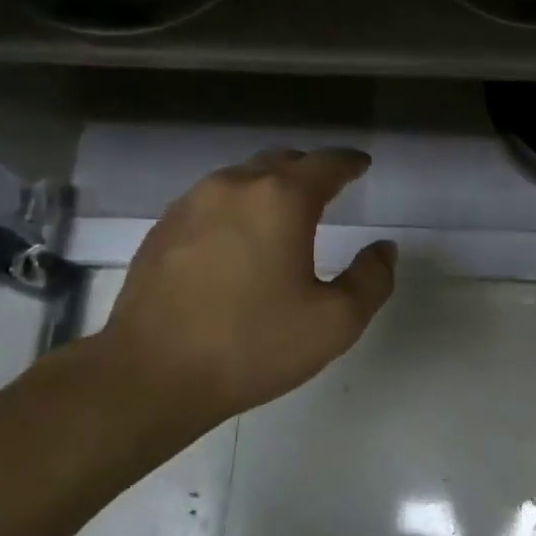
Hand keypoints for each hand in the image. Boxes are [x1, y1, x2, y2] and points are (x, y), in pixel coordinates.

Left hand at [90, 148, 395, 436]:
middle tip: (328, 189)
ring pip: (242, 178)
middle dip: (309, 170)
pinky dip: (236, 207)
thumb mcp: (335, 322)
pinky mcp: (163, 228)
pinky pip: (211, 201)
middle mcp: (234, 186)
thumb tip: (384, 250)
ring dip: (269, 187)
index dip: (349, 162)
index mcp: (281, 199)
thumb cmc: (253, 345)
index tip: (361, 166)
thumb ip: (371, 279)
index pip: (325, 163)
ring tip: (283, 214)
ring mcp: (191, 204)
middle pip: (281, 161)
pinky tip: (238, 240)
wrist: (151, 374)